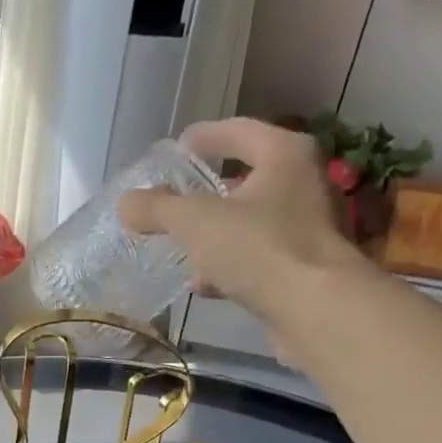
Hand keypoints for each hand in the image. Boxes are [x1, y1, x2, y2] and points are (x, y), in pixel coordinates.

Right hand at [119, 117, 370, 325]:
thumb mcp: (196, 222)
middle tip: (176, 200)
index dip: (204, 137)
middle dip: (210, 193)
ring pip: (252, 223)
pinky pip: (259, 258)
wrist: (316, 311)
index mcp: (285, 155)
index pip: (239, 131)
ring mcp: (308, 229)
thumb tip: (126, 203)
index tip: (177, 148)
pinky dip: (231, 266)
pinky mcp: (304, 270)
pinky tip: (203, 284)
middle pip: (249, 178)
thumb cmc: (259, 249)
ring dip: (218, 234)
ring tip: (183, 247)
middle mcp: (304, 184)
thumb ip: (158, 208)